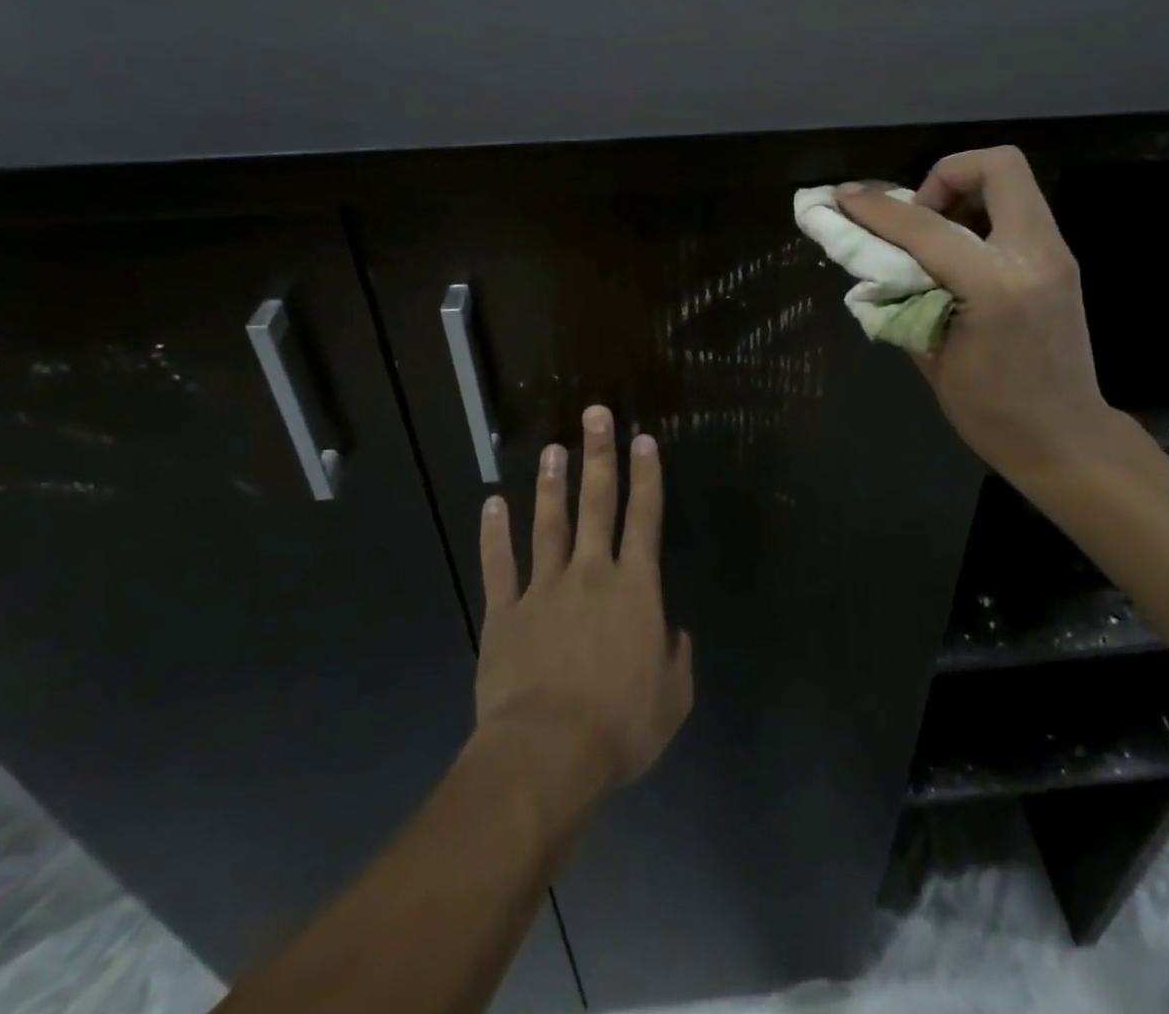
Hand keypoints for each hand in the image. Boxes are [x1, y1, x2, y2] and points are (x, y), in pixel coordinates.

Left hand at [475, 405, 693, 798]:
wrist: (548, 754)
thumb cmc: (620, 727)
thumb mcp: (672, 698)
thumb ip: (676, 658)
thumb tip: (672, 634)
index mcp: (635, 589)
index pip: (645, 519)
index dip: (647, 477)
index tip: (644, 440)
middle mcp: (591, 574)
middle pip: (597, 504)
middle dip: (599, 456)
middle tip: (594, 415)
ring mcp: (544, 589)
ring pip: (549, 524)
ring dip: (551, 485)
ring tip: (552, 449)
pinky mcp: (505, 612)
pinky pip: (499, 565)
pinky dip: (494, 534)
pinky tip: (492, 504)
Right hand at [837, 146, 1120, 481]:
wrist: (1065, 440)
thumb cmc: (992, 413)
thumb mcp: (931, 357)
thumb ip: (902, 298)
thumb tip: (874, 263)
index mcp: (996, 285)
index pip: (926, 226)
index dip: (877, 208)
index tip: (845, 197)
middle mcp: (1034, 255)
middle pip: (998, 165)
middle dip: (945, 175)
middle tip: (917, 215)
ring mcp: (1055, 255)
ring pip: (1011, 183)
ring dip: (964, 194)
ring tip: (934, 237)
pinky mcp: (1059, 262)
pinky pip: (1016, 212)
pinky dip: (980, 216)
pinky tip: (958, 256)